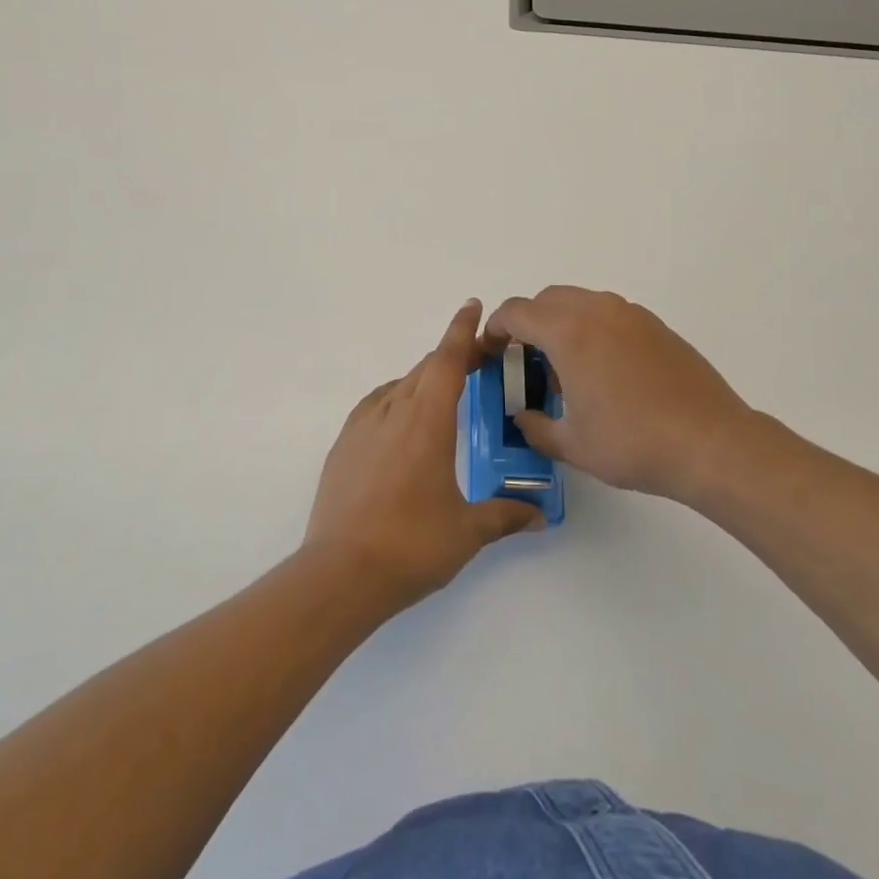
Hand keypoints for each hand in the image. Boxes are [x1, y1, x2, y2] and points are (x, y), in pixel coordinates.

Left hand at [302, 300, 543, 610]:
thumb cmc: (411, 545)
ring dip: (423, 380)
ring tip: (442, 396)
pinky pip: (375, 406)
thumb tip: (539, 514)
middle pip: (425, 369)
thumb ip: (504, 515)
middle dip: (451, 358)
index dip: (461, 331)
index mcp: (427, 421)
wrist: (339, 573)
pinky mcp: (342, 446)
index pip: (447, 360)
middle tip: (476, 362)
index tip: (472, 306)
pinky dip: (396, 400)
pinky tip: (401, 423)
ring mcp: (362, 427)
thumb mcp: (466, 532)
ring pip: (399, 386)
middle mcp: (393, 412)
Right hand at [483, 286, 766, 502]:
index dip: (494, 329)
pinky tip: (603, 371)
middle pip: (546, 299)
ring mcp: (630, 314)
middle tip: (524, 361)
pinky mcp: (655, 325)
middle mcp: (597, 311)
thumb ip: (536, 427)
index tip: (490, 352)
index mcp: (568, 333)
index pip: (516, 312)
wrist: (711, 443)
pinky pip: (609, 314)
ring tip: (565, 370)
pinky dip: (591, 329)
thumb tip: (523, 418)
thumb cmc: (633, 443)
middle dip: (526, 323)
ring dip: (560, 323)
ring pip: (580, 302)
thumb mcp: (573, 445)